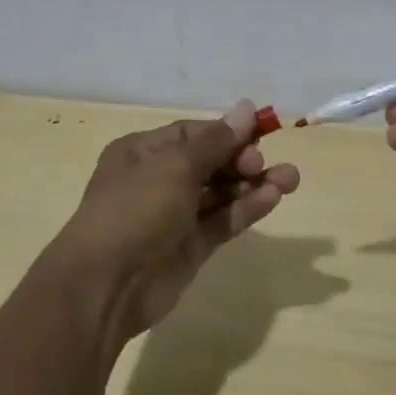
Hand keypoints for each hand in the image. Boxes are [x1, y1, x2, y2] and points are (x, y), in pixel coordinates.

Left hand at [48, 100, 300, 343]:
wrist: (105, 286)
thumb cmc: (135, 210)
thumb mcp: (175, 167)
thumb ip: (216, 142)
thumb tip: (247, 108)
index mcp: (142, 153)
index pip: (192, 135)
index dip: (226, 133)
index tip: (261, 133)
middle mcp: (157, 181)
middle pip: (209, 163)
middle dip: (242, 160)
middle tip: (265, 163)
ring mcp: (173, 216)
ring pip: (219, 193)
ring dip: (252, 185)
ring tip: (290, 179)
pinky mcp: (189, 248)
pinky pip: (221, 221)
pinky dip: (245, 209)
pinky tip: (273, 198)